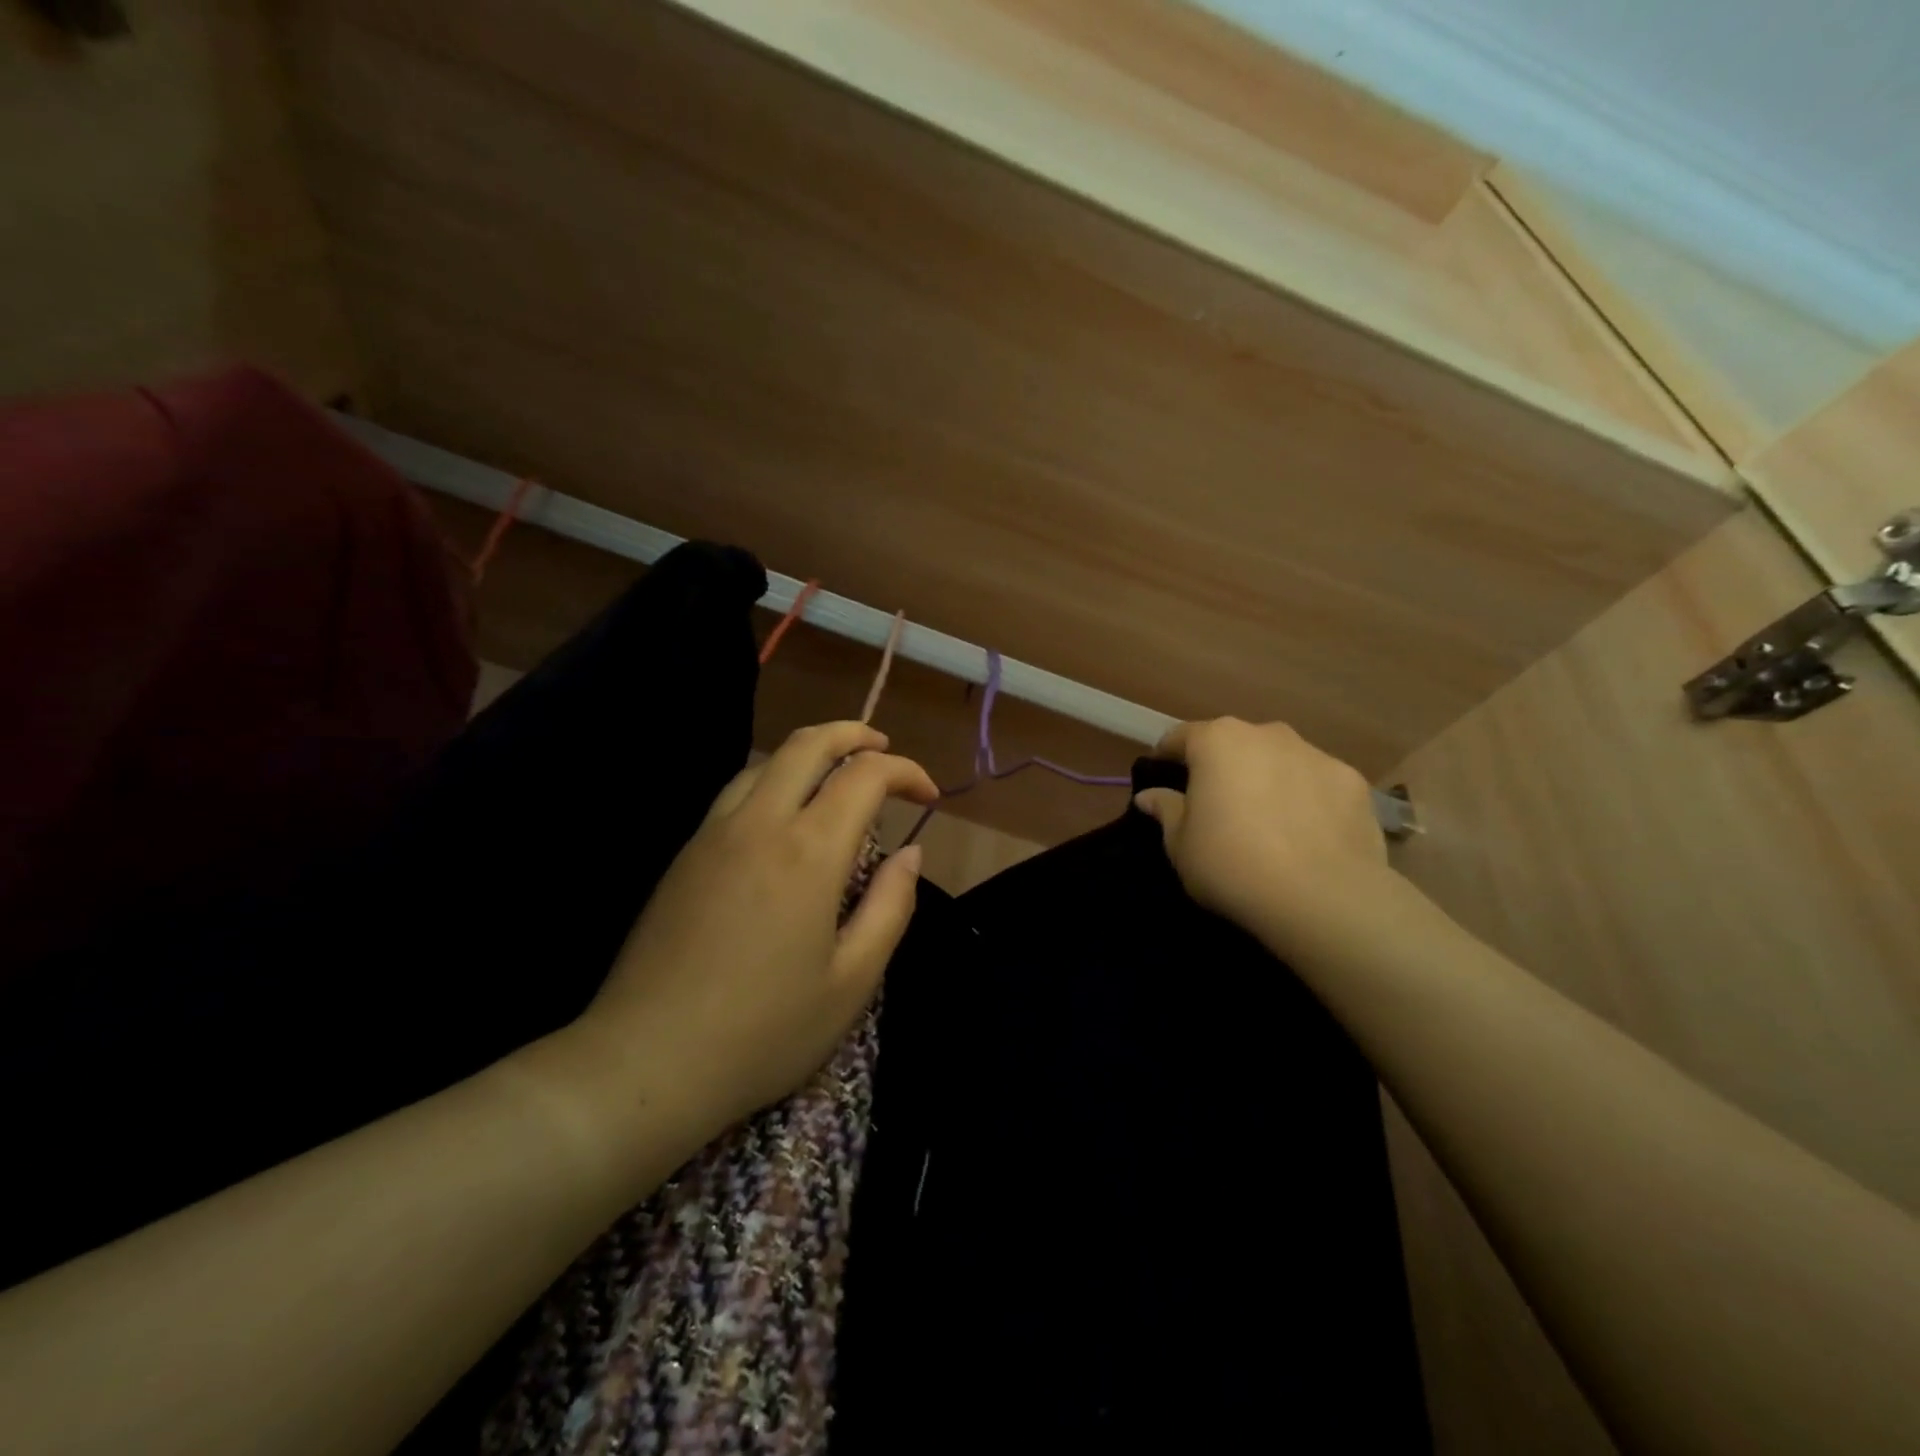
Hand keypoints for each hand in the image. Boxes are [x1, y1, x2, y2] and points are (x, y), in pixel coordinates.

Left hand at [565, 722, 936, 1154]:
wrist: (644, 1063)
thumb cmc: (763, 1031)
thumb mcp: (852, 981)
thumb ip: (891, 906)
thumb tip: (911, 852)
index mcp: (808, 852)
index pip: (865, 776)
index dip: (905, 771)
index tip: (928, 796)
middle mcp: (759, 824)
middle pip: (807, 744)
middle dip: (853, 734)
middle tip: (883, 749)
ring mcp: (713, 834)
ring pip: (766, 762)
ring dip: (810, 753)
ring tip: (838, 774)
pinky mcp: (685, 855)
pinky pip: (737, 792)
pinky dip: (775, 780)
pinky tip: (785, 815)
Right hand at [1135, 718, 1391, 948]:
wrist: (1322, 898)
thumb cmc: (1231, 864)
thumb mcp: (1180, 844)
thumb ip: (1166, 811)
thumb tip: (1150, 795)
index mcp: (1217, 741)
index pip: (1181, 737)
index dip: (1167, 758)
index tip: (1163, 780)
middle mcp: (1266, 734)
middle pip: (1234, 744)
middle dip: (1223, 768)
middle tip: (1217, 808)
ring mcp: (1315, 754)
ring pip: (1279, 761)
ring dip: (1267, 781)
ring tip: (1267, 824)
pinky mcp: (1353, 782)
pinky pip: (1317, 785)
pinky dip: (1307, 800)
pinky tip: (1307, 836)